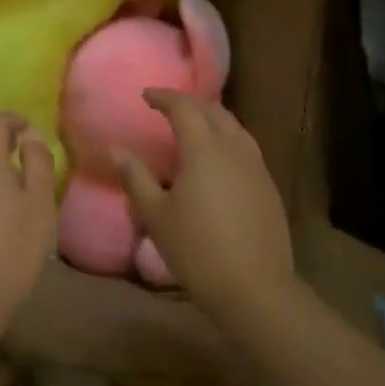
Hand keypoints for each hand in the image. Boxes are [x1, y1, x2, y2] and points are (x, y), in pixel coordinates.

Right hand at [116, 90, 295, 321]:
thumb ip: (135, 177)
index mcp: (204, 149)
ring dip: (212, 118)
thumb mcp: (156, 214)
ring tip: (193, 125)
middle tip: (167, 106)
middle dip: (189, 102)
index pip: (184, 107)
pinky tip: (218, 157)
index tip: (146, 95)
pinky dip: (227, 138)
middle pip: (214, 111)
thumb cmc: (197, 249)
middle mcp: (234, 149)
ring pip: (235, 127)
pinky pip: (246, 147)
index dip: (164, 97)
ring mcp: (256, 167)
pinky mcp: (269, 187)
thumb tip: (115, 148)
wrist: (256, 290)